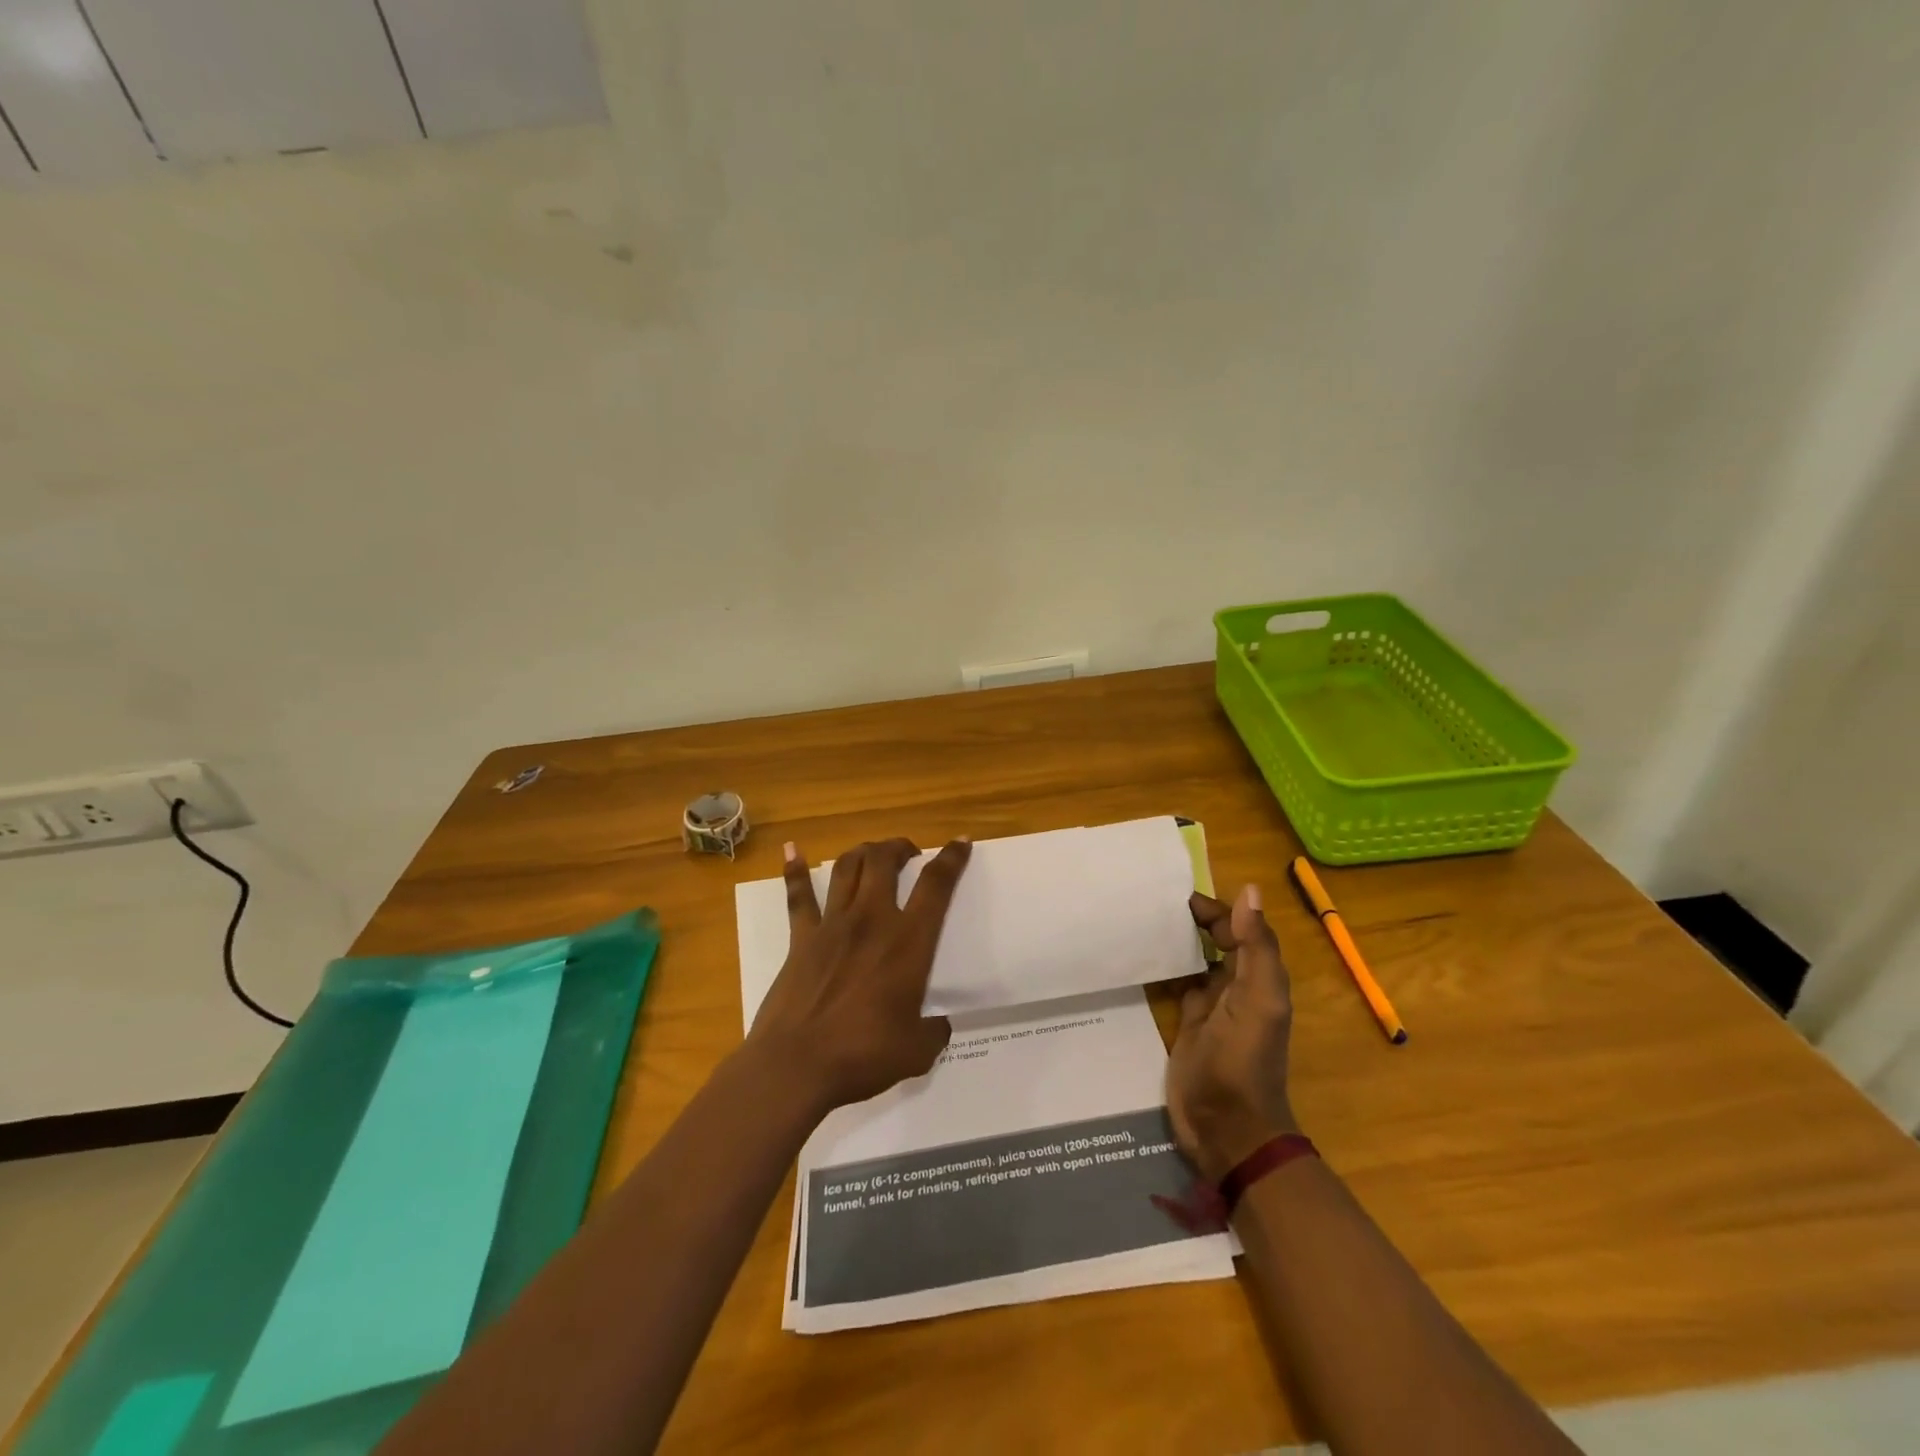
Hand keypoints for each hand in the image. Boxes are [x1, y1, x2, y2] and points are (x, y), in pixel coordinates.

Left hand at [745, 836, 972, 1113]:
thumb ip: (934, 1032)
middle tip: (908, 853)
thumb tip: (940, 1026)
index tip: (960, 843)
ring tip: (872, 853)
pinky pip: (798, 897)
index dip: (951, 859)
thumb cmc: (862, 1055)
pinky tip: (792, 850)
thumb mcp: (916, 1051)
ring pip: (846, 868)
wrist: (796, 1066)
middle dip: (899, 847)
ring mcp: (832, 925)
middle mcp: (871, 920)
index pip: (935, 886)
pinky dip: (794, 870)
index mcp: (908, 942)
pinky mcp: (801, 938)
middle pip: (884, 861)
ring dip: (863, 852)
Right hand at [1167, 884, 1298, 1181]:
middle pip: (1216, 938)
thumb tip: (1250, 890)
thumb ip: (1255, 947)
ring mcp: (1210, 1003)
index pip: (1239, 926)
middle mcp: (1236, 984)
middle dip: (1191, 918)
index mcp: (1258, 976)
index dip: (1215, 907)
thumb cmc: (1243, 1061)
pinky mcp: (1186, 1021)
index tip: (1175, 892)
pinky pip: (1175, 982)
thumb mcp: (1257, 1000)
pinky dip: (1161, 966)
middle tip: (1148, 900)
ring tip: (1138, 917)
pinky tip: (1137, 953)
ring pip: (1194, 958)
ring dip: (1175, 939)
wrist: (1226, 1128)